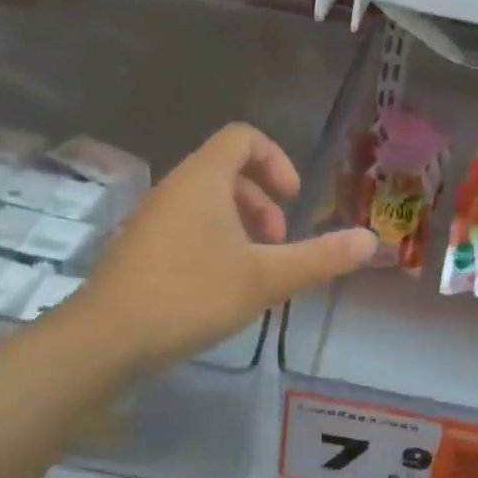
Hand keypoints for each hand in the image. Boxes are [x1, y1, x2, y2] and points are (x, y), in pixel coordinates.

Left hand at [78, 124, 376, 368]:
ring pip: (206, 202)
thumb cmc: (191, 295)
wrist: (106, 339)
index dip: (276, 160)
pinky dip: (214, 242)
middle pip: (226, 170)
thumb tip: (371, 240)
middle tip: (277, 242)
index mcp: (203, 179)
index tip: (292, 200)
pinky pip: (186, 227)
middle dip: (262, 200)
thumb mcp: (266, 278)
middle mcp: (174, 188)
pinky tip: (221, 288)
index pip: (243, 137)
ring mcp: (152, 219)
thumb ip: (320, 258)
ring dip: (240, 225)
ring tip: (255, 269)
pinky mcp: (140, 249)